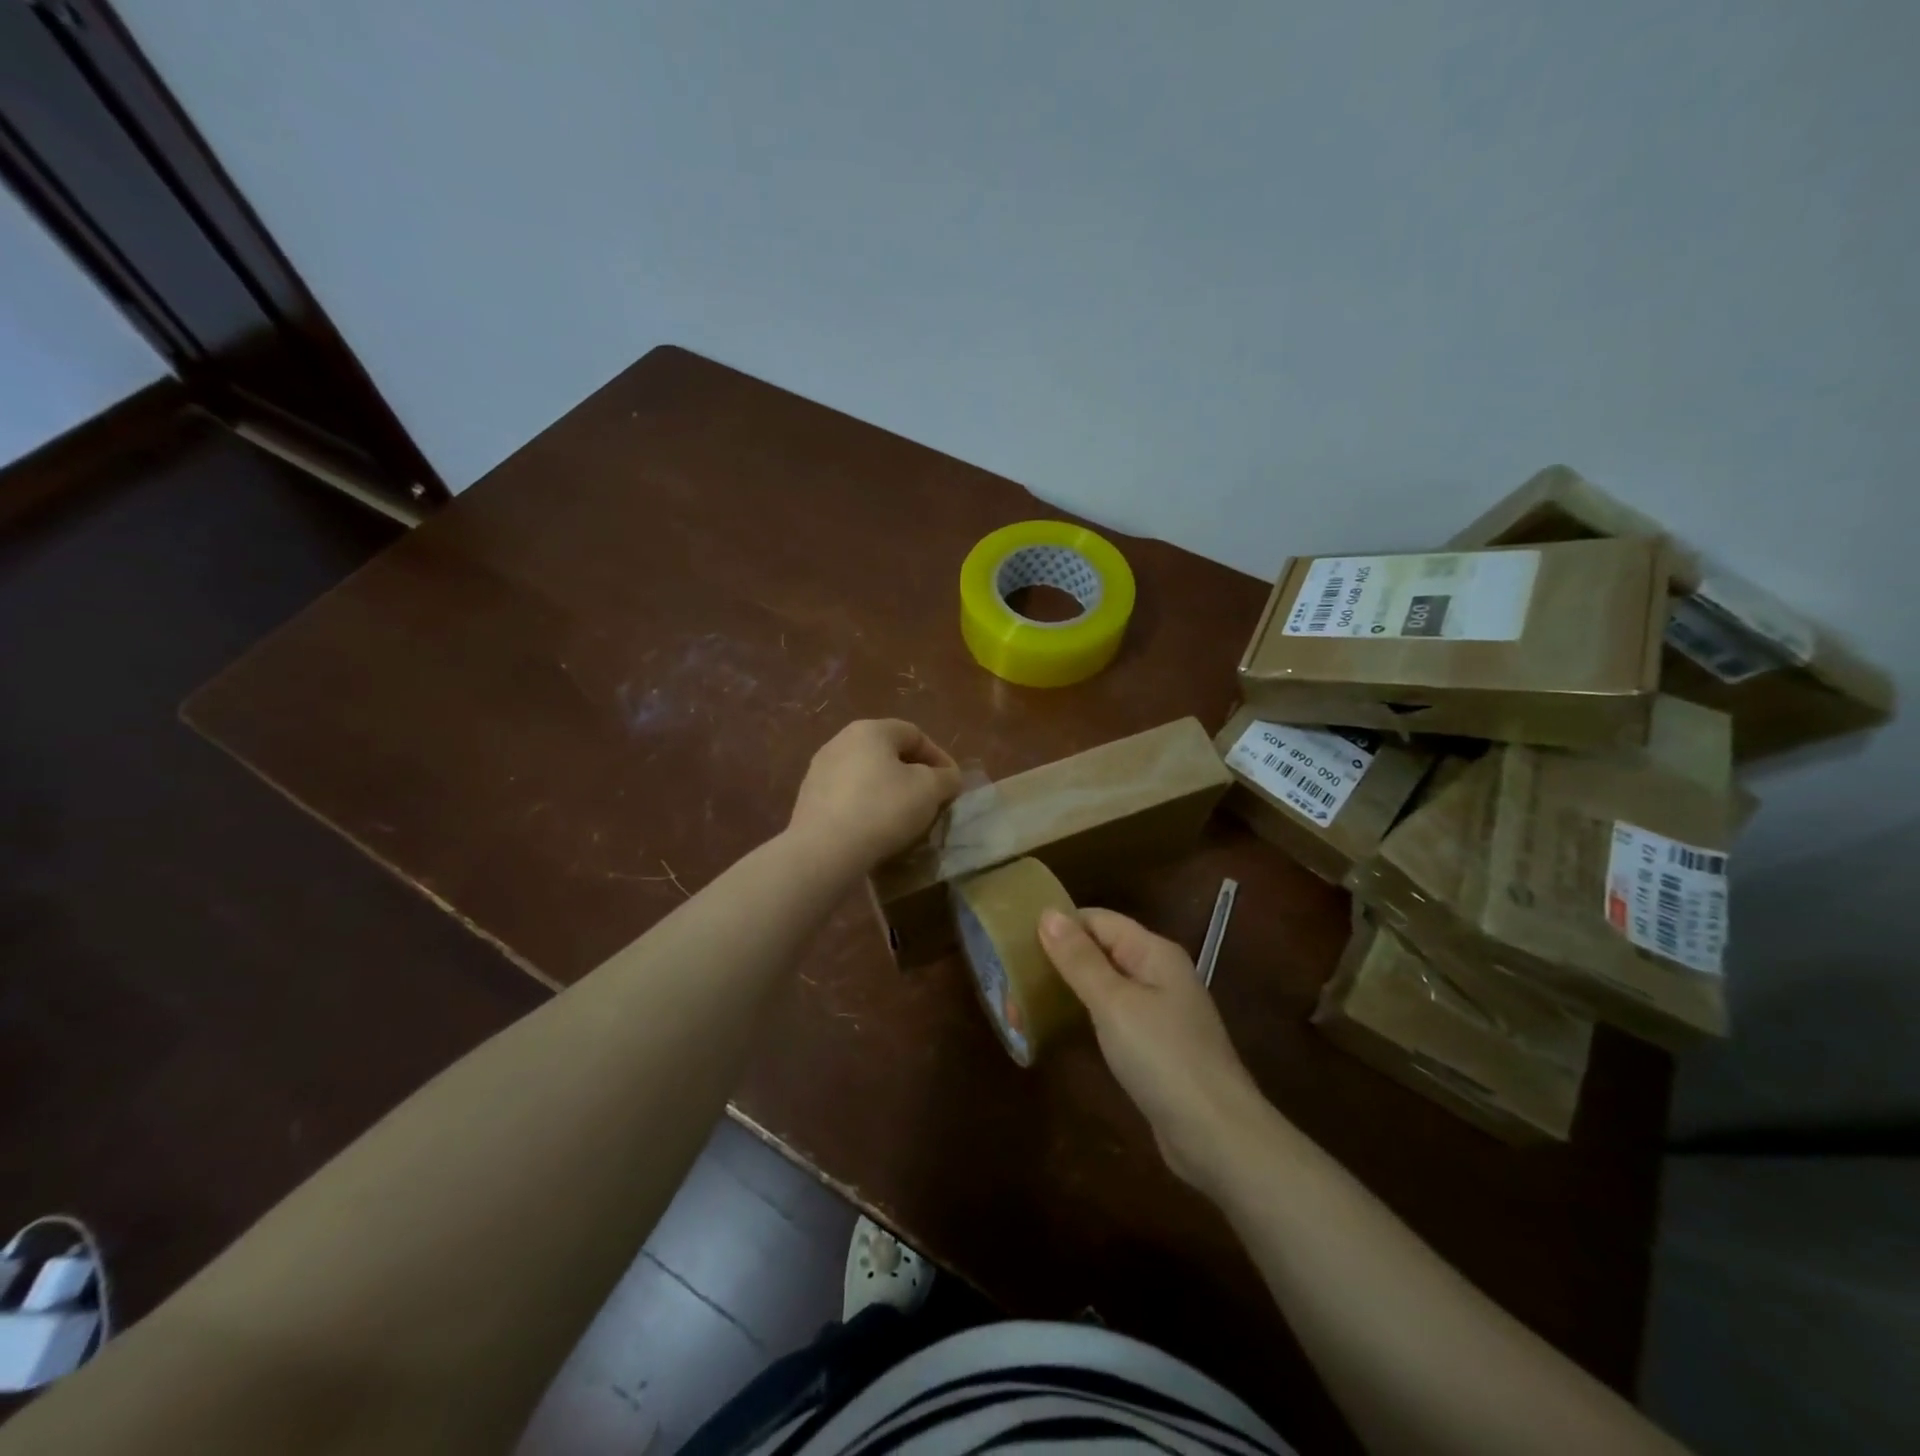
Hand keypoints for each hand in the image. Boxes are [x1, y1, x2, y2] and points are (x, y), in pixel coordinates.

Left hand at [788, 719, 962, 874]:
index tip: (952, 785)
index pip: (915, 734)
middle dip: (913, 775)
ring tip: (904, 819)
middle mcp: (840, 742)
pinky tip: (876, 830)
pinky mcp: (808, 800)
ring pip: (866, 776)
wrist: (824, 850)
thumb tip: (947, 778)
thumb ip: (946, 778)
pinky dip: (866, 807)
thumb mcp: (930, 790)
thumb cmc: (882, 809)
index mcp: (870, 730)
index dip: (939, 758)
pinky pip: (848, 797)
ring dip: (889, 792)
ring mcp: (819, 770)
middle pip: (888, 753)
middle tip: (931, 801)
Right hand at [1041, 907, 1268, 1192]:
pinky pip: (1110, 1018)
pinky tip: (1056, 1034)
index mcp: (1153, 952)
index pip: (1097, 920)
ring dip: (1064, 994)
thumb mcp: (1114, 1003)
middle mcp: (1157, 974)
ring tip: (1022, 1013)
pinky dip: (1082, 1019)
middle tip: (1011, 990)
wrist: (1217, 1136)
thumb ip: (1080, 959)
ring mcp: (1158, 1012)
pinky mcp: (1153, 1047)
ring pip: (1101, 987)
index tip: (1015, 947)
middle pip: (1098, 952)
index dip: (1058, 927)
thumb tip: (1048, 913)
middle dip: (1055, 965)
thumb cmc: (1163, 1058)